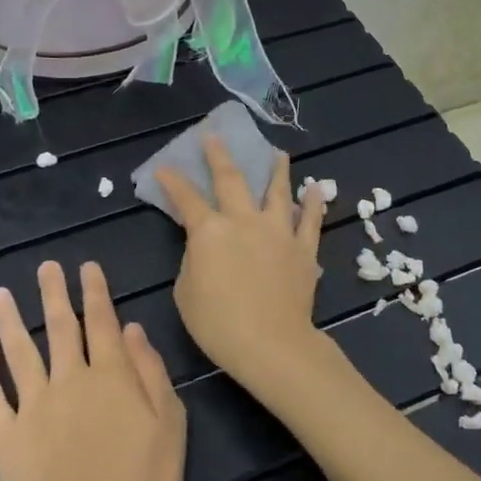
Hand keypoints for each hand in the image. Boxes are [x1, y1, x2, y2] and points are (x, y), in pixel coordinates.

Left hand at [0, 261, 185, 480]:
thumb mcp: (170, 425)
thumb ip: (151, 372)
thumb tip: (133, 329)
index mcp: (112, 375)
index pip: (103, 321)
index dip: (96, 291)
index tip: (87, 266)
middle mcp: (70, 380)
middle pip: (60, 327)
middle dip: (55, 293)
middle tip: (46, 267)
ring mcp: (34, 407)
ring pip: (19, 352)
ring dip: (9, 320)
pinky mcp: (7, 437)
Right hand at [155, 136, 329, 402]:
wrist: (270, 343)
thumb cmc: (218, 323)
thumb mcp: (186, 292)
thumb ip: (194, 260)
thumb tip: (205, 247)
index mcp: (210, 231)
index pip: (186, 199)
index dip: (173, 181)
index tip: (165, 167)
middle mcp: (244, 221)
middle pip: (231, 179)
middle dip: (220, 155)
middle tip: (215, 137)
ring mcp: (278, 232)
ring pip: (277, 191)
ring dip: (277, 170)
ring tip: (278, 154)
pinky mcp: (303, 249)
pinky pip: (310, 221)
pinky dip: (313, 203)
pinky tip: (316, 189)